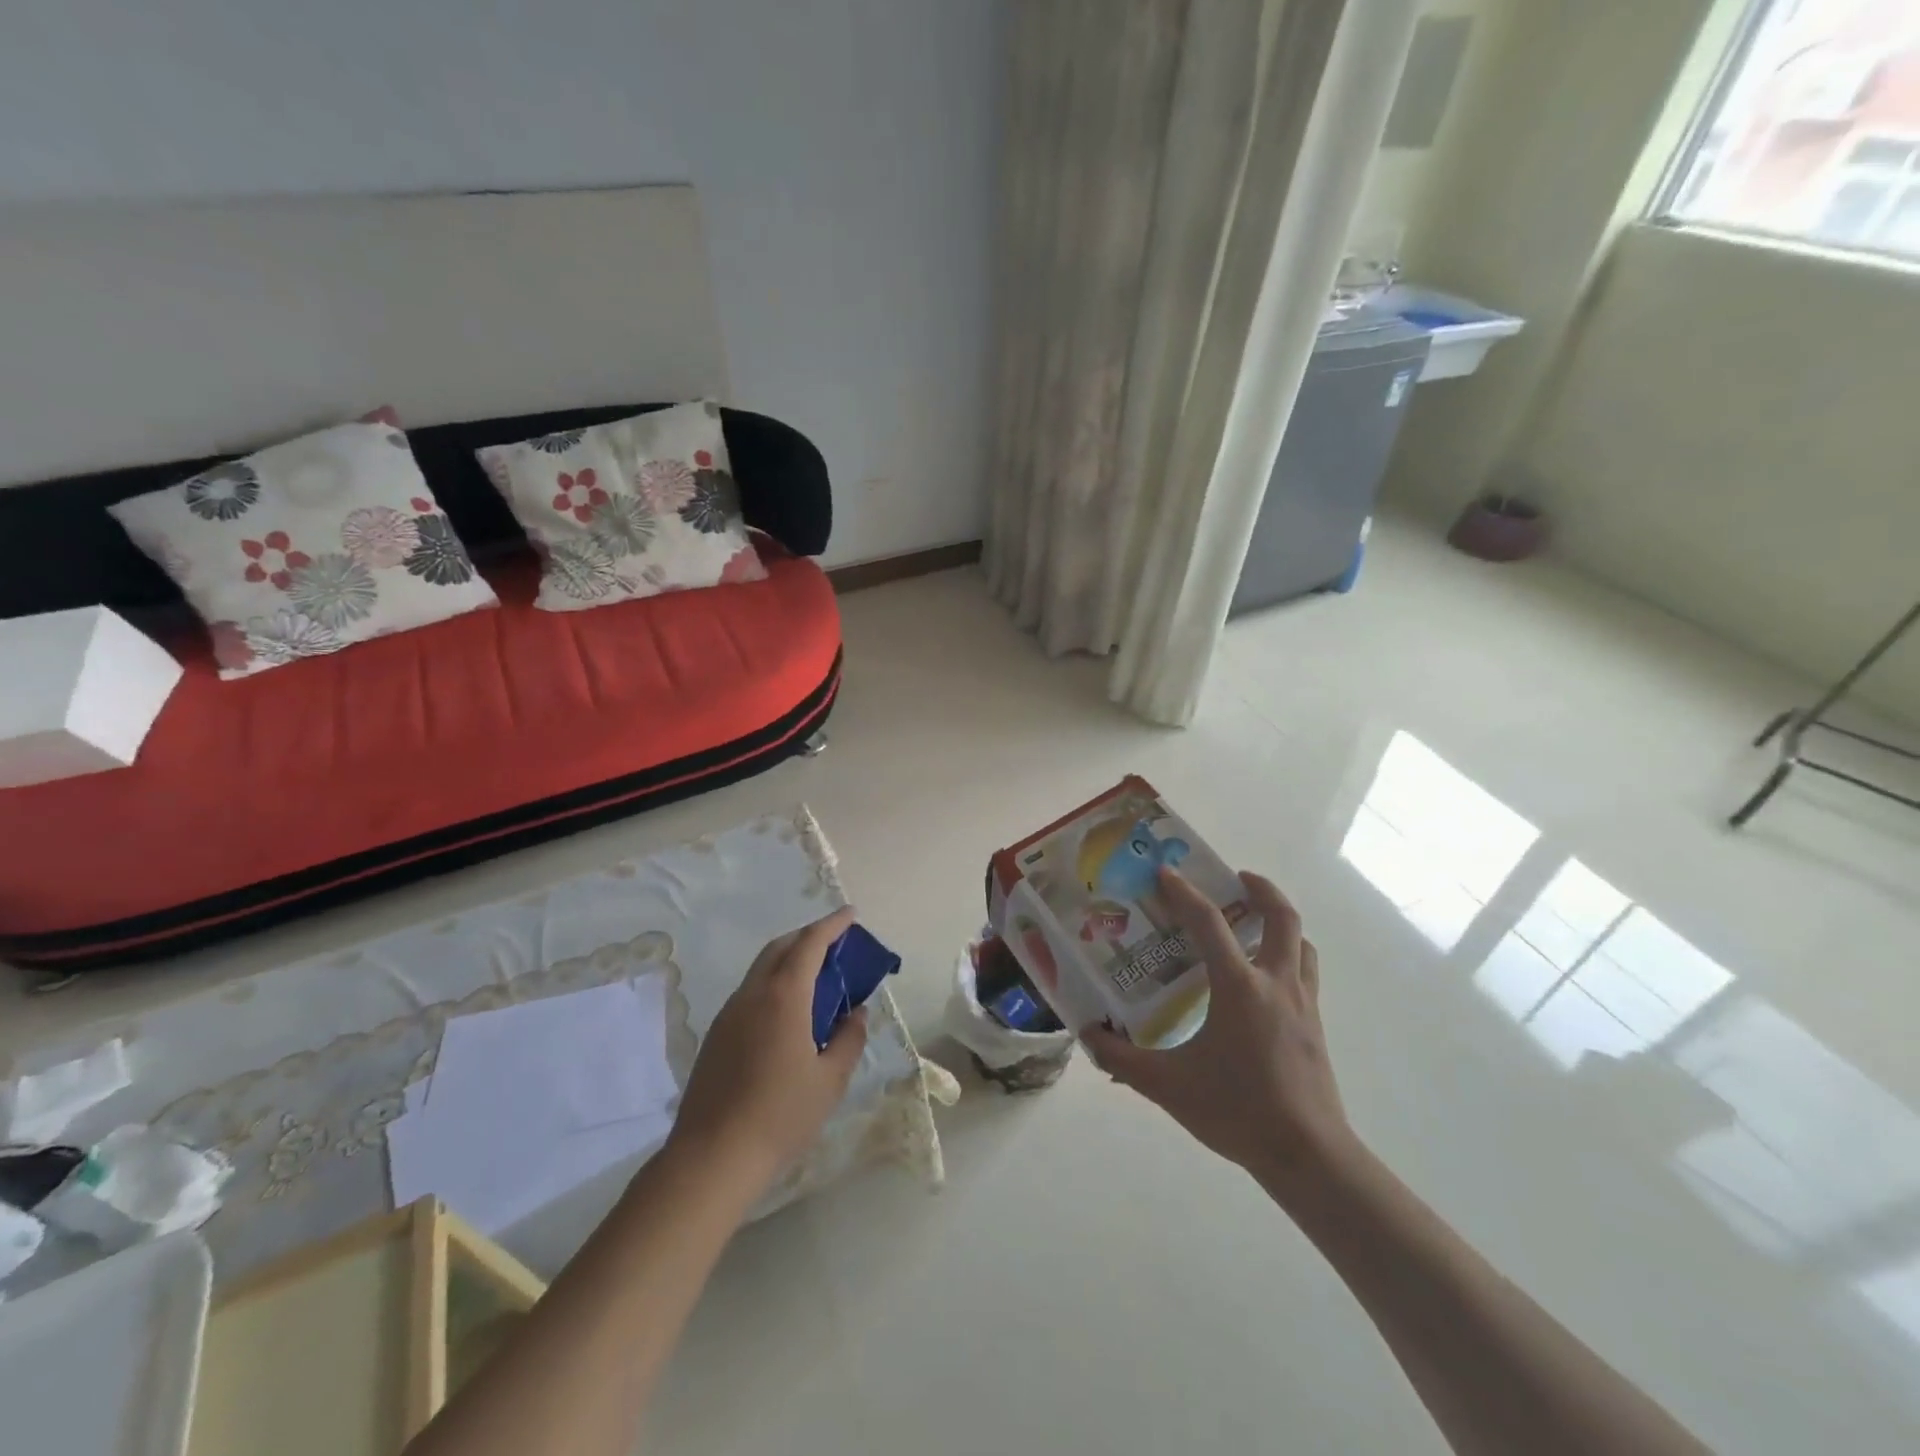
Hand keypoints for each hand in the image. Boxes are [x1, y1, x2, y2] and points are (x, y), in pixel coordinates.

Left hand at [667, 907, 868, 1192]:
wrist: (711, 1158)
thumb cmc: (781, 1116)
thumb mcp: (830, 1080)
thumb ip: (849, 1039)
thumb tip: (856, 1013)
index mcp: (783, 997)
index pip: (810, 944)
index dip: (832, 925)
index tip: (850, 914)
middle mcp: (752, 995)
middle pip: (780, 948)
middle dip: (808, 937)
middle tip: (835, 944)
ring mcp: (729, 1014)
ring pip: (761, 969)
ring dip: (788, 961)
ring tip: (816, 979)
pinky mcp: (716, 1036)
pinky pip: (750, 993)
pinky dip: (773, 985)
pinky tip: (787, 1014)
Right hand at [1082, 868, 1354, 1192]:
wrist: (1308, 1156)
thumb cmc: (1237, 1111)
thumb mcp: (1167, 1086)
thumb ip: (1122, 1060)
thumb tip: (1088, 1034)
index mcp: (1239, 987)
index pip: (1209, 923)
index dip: (1184, 893)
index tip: (1166, 873)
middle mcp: (1275, 983)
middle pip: (1281, 917)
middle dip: (1260, 889)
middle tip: (1235, 879)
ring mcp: (1302, 1003)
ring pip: (1300, 943)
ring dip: (1280, 921)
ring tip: (1252, 922)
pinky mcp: (1315, 1025)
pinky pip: (1305, 972)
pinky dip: (1288, 955)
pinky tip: (1264, 979)